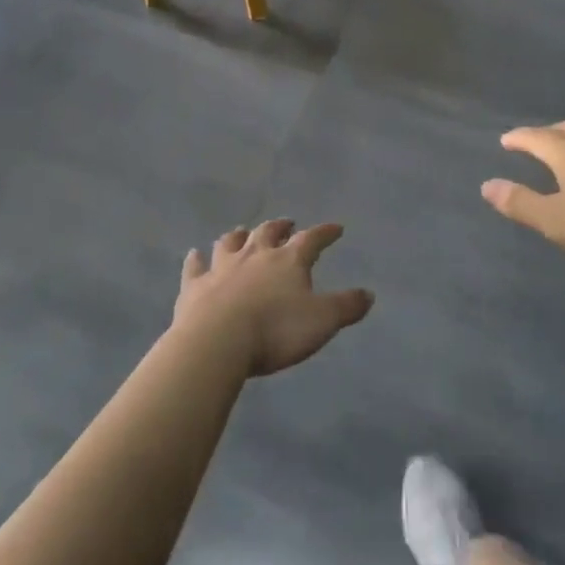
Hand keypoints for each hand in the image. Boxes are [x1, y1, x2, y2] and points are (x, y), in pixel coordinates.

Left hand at [174, 219, 373, 375]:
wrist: (218, 341)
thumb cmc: (275, 331)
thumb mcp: (322, 322)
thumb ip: (346, 307)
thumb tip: (369, 294)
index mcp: (288, 260)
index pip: (311, 240)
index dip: (325, 233)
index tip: (336, 228)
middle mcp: (255, 254)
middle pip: (268, 232)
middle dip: (280, 226)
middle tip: (287, 223)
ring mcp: (222, 267)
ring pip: (231, 242)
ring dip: (239, 236)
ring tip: (243, 232)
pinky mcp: (195, 285)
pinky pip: (196, 266)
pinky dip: (196, 259)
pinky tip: (195, 255)